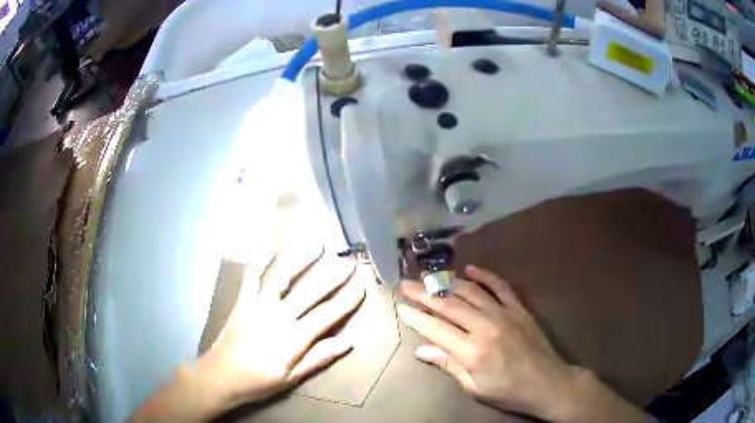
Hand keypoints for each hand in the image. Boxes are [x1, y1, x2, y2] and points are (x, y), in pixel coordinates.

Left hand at [129, 243, 364, 421]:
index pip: (326, 315)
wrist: (221, 375)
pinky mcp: (243, 300)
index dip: (346, 301)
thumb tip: (347, 342)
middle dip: (332, 276)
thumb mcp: (292, 377)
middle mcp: (278, 316)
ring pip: (283, 276)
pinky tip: (270, 244)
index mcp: (293, 338)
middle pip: (310, 292)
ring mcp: (259, 304)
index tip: (361, 286)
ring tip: (317, 244)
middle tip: (348, 261)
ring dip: (301, 259)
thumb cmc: (259, 380)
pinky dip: (260, 259)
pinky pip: (252, 276)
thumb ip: (318, 358)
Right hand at [398, 265, 645, 422]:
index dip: (416, 316)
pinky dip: (485, 276)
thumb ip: (449, 365)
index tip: (400, 306)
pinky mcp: (519, 309)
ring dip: (448, 283)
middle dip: (424, 294)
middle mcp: (485, 327)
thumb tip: (422, 350)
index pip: (436, 328)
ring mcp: (504, 314)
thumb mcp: (474, 387)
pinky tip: (470, 270)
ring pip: (470, 292)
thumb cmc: (508, 392)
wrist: (548, 383)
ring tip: (430, 276)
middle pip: (449, 305)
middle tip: (406, 284)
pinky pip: (500, 287)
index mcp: (472, 351)